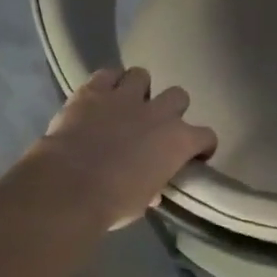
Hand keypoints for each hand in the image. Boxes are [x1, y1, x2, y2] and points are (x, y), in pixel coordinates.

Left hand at [34, 69, 216, 229]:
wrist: (69, 187)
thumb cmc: (113, 202)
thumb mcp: (143, 201)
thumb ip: (153, 186)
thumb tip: (153, 190)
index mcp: (178, 142)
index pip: (206, 136)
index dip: (202, 146)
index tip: (194, 155)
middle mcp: (159, 113)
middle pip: (179, 96)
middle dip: (170, 108)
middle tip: (155, 125)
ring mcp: (126, 97)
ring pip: (142, 75)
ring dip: (137, 89)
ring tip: (126, 104)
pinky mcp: (93, 91)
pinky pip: (106, 74)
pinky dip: (106, 83)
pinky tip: (100, 95)